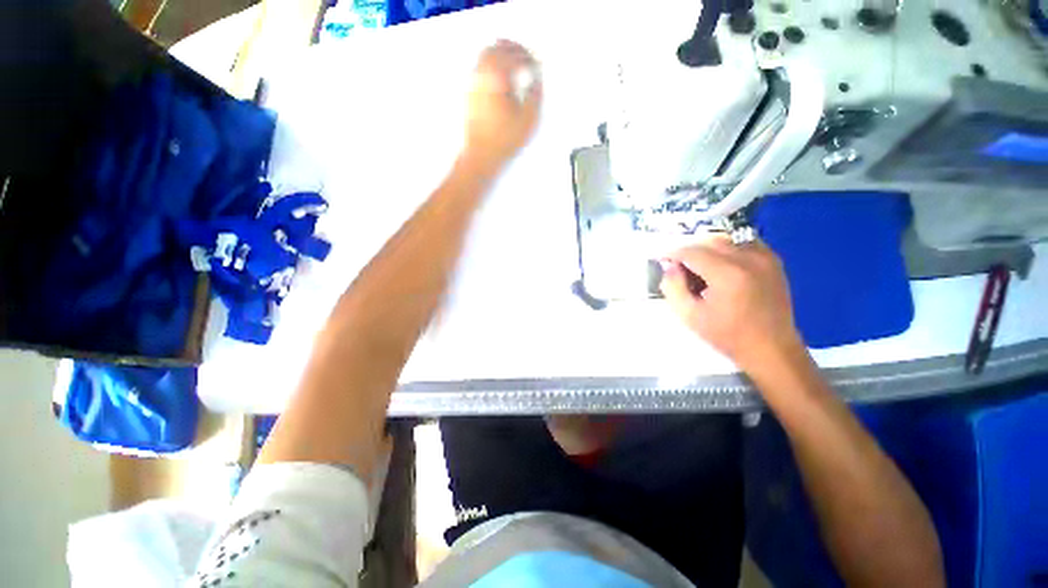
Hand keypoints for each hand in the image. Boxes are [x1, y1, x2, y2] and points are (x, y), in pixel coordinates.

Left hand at [463, 40, 541, 172]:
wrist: (481, 155)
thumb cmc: (503, 140)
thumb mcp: (528, 118)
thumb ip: (535, 93)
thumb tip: (535, 79)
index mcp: (497, 77)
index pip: (514, 55)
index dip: (528, 57)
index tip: (536, 65)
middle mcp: (481, 75)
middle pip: (497, 48)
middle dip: (513, 49)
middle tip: (525, 56)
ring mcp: (472, 84)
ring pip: (485, 56)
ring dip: (501, 55)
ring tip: (514, 65)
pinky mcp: (469, 94)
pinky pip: (479, 69)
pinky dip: (491, 66)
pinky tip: (500, 78)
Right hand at [660, 234, 804, 371]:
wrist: (771, 348)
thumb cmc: (727, 335)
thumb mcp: (690, 316)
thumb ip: (673, 287)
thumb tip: (669, 266)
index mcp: (727, 274)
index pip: (692, 251)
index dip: (672, 253)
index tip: (661, 259)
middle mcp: (748, 258)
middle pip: (709, 240)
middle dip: (689, 249)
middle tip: (678, 266)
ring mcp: (764, 257)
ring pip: (726, 238)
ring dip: (707, 247)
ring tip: (698, 266)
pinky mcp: (773, 261)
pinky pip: (744, 242)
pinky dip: (727, 248)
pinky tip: (720, 264)